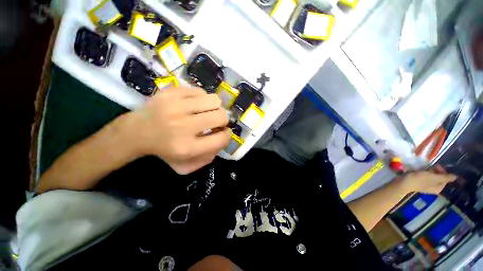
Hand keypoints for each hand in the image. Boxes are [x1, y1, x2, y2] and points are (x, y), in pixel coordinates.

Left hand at [129, 87, 229, 173]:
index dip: (227, 135)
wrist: (136, 132)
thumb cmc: (165, 150)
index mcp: (187, 147)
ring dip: (214, 107)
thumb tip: (223, 138)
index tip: (223, 132)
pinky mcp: (171, 92)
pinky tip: (194, 104)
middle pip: (221, 116)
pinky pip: (200, 91)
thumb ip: (209, 156)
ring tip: (206, 111)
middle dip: (222, 120)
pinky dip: (202, 99)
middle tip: (215, 121)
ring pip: (214, 100)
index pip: (221, 139)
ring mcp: (176, 106)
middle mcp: (183, 126)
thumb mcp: (186, 165)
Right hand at [399, 165, 456, 193]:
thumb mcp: (433, 177)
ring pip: (432, 176)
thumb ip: (445, 177)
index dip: (442, 171)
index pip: (446, 177)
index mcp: (439, 188)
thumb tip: (457, 177)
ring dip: (429, 171)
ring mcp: (426, 186)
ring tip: (423, 169)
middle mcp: (434, 188)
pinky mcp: (419, 183)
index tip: (436, 166)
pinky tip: (419, 171)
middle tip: (430, 167)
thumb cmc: (419, 179)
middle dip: (435, 171)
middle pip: (439, 177)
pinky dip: (424, 173)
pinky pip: (426, 177)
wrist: (403, 183)